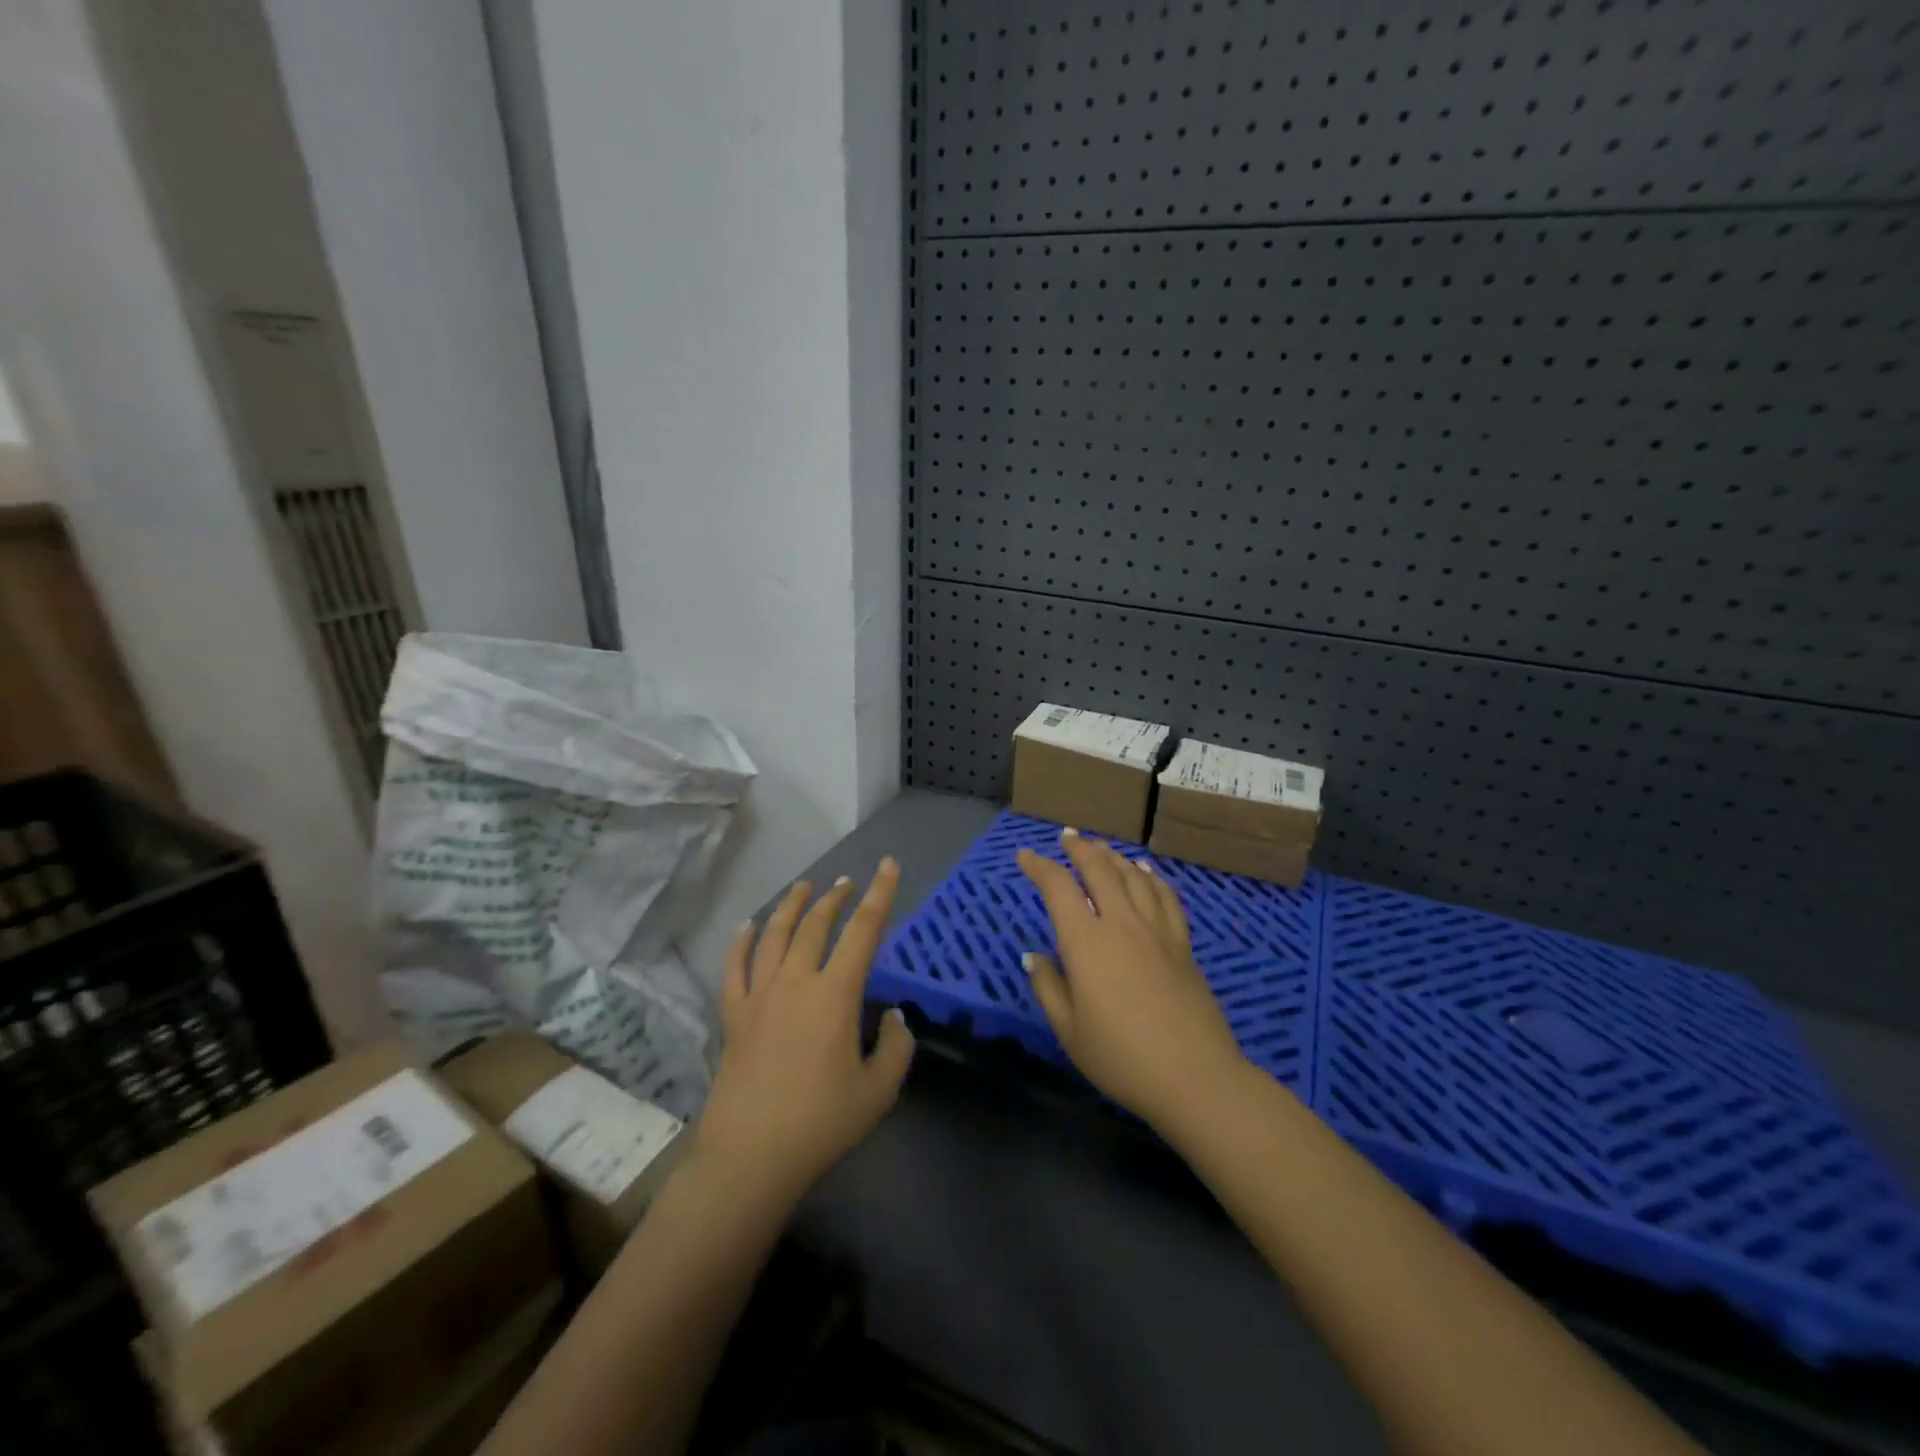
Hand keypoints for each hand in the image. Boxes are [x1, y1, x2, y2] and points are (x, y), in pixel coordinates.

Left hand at [691, 860, 914, 1208]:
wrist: (750, 1157)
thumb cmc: (821, 1123)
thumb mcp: (878, 1091)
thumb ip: (896, 1047)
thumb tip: (894, 1016)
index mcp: (835, 994)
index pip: (864, 930)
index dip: (880, 894)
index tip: (887, 865)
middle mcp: (796, 982)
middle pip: (815, 925)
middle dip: (835, 898)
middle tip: (846, 882)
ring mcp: (759, 996)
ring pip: (774, 935)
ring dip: (791, 906)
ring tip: (804, 886)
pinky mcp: (733, 1016)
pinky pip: (735, 967)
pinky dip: (742, 942)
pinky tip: (747, 926)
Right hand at [1019, 829, 1247, 1132]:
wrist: (1194, 1076)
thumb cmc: (1121, 1058)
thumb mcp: (1068, 1030)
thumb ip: (1048, 986)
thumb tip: (1034, 955)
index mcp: (1086, 942)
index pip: (1058, 887)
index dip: (1039, 866)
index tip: (1025, 856)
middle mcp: (1121, 923)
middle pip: (1099, 869)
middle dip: (1079, 848)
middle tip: (1067, 837)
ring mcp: (1156, 930)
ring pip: (1133, 876)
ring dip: (1113, 856)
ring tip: (1100, 848)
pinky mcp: (1182, 943)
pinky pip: (1165, 896)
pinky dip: (1151, 876)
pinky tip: (1145, 871)